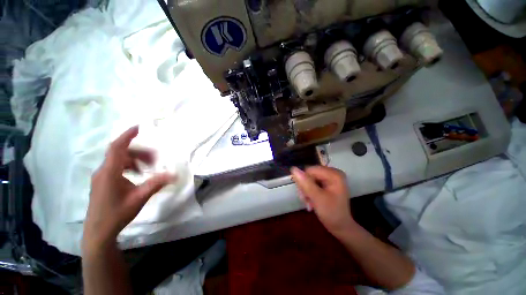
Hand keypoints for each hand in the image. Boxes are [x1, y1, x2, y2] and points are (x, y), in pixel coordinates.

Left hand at [83, 126, 174, 252]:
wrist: (98, 231)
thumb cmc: (117, 214)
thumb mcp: (139, 198)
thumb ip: (156, 184)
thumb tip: (174, 175)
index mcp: (109, 172)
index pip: (117, 147)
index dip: (127, 135)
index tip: (139, 127)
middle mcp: (103, 171)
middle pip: (121, 153)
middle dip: (140, 153)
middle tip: (155, 160)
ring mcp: (101, 176)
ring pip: (119, 160)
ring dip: (135, 160)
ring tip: (147, 169)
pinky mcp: (102, 182)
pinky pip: (116, 167)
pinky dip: (129, 167)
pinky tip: (137, 176)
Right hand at [291, 166, 356, 236]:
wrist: (341, 227)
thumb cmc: (332, 214)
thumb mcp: (317, 198)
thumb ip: (306, 183)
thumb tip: (294, 169)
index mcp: (334, 174)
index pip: (310, 170)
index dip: (304, 181)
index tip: (304, 195)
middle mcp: (332, 173)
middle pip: (310, 174)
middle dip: (305, 187)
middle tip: (306, 200)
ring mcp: (329, 178)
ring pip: (309, 179)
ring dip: (306, 191)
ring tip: (308, 203)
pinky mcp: (326, 183)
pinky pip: (312, 183)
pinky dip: (309, 192)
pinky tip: (310, 201)